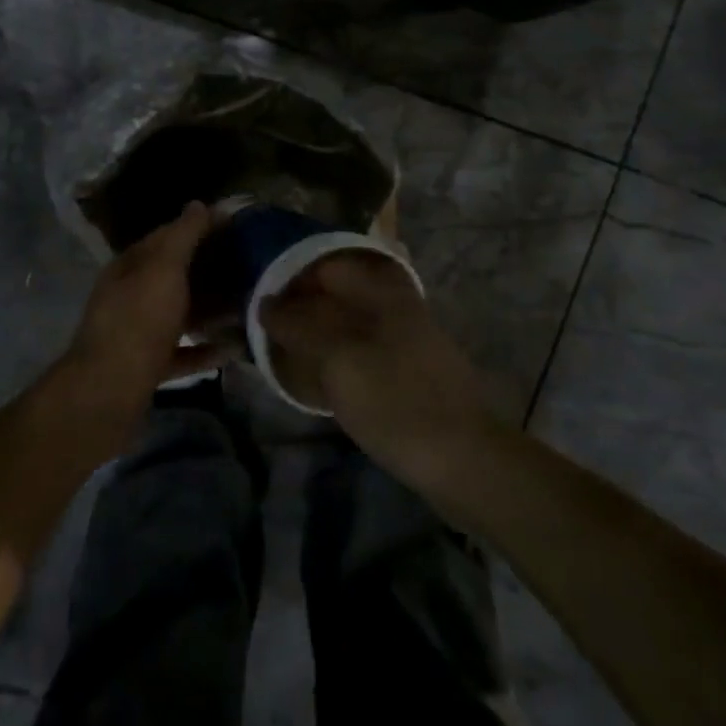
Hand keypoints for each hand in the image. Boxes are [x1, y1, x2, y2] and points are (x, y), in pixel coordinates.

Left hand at [61, 202, 225, 413]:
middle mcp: (129, 296)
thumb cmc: (138, 321)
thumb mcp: (163, 270)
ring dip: (209, 310)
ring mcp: (136, 333)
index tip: (235, 226)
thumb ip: (183, 237)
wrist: (108, 392)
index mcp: (130, 267)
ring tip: (246, 305)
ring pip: (178, 314)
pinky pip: (181, 352)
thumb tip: (199, 204)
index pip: (166, 236)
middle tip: (249, 266)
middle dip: (208, 270)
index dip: (198, 227)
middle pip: (173, 276)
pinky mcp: (146, 366)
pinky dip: (204, 349)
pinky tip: (232, 349)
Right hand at [259, 251, 491, 477]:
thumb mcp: (339, 361)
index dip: (292, 278)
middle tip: (268, 329)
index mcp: (384, 293)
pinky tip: (320, 375)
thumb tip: (267, 304)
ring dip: (319, 332)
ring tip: (286, 352)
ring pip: (351, 322)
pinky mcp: (412, 370)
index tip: (261, 299)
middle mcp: (398, 306)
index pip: (328, 266)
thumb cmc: (397, 403)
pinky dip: (338, 354)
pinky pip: (364, 348)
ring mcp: (409, 339)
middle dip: (303, 306)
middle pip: (340, 293)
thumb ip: (301, 327)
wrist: (464, 460)